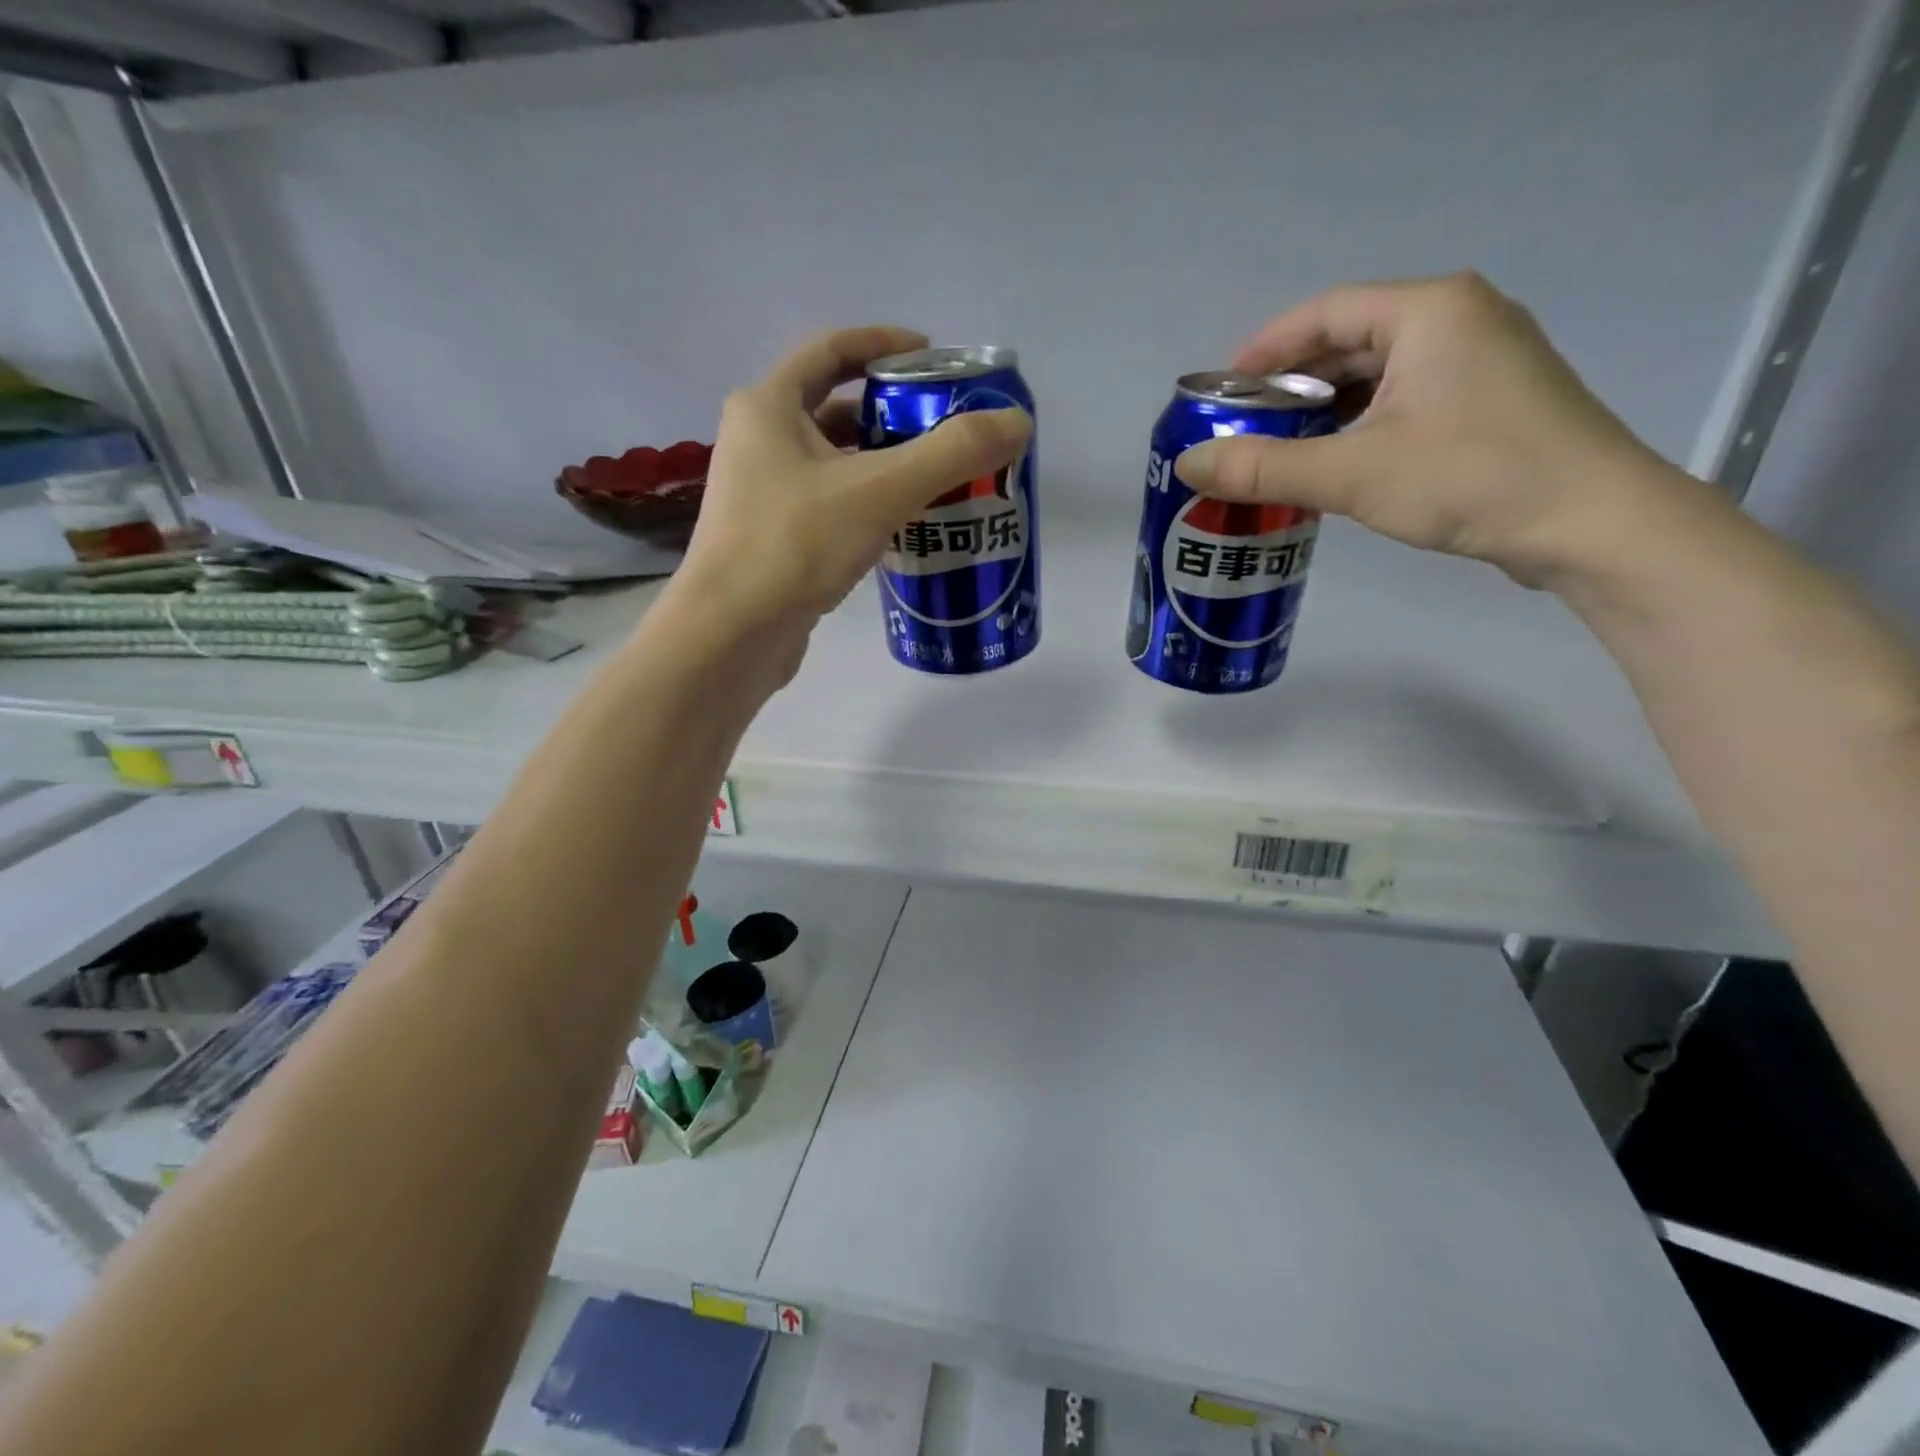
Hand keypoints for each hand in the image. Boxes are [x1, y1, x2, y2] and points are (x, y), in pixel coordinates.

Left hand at [666, 326, 1031, 649]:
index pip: (831, 350)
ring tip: (936, 479)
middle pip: (834, 408)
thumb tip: (1018, 423)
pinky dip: (866, 504)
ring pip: (833, 463)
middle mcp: (757, 441)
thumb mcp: (881, 491)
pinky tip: (902, 528)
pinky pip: (829, 505)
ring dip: (882, 464)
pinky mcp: (773, 540)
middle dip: (892, 414)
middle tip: (946, 429)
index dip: (884, 346)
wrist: (731, 635)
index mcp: (769, 407)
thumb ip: (951, 453)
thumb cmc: (795, 546)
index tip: (933, 357)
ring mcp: (761, 494)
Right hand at [1172, 272, 1704, 586]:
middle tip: (1239, 429)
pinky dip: (1356, 426)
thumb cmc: (1471, 478)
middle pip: (1348, 341)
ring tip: (1273, 450)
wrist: (1591, 524)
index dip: (1262, 350)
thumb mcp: (1354, 473)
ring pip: (1375, 376)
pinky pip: (1401, 401)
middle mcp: (1457, 320)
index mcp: (1428, 310)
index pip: (1324, 312)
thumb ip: (1264, 467)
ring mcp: (1478, 362)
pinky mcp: (1486, 404)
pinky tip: (1328, 463)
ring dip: (1320, 410)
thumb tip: (1187, 464)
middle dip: (1288, 386)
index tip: (1218, 392)